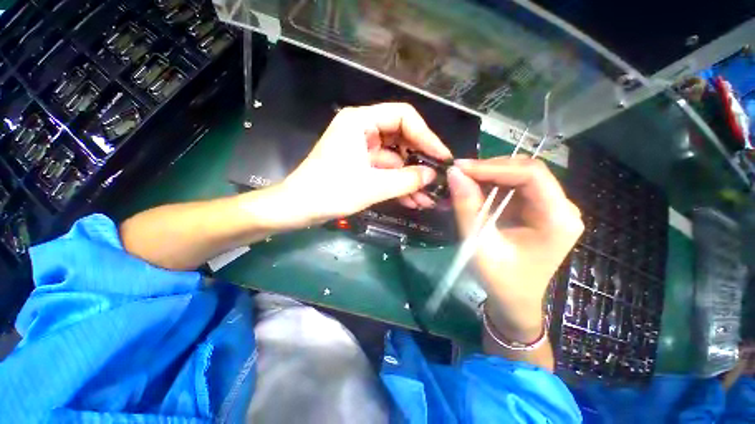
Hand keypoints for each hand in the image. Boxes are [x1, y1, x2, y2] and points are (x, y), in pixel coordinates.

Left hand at [278, 103, 451, 225]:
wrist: (297, 209)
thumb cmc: (329, 192)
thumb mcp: (371, 186)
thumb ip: (405, 180)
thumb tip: (433, 175)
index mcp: (360, 122)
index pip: (403, 117)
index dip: (426, 136)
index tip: (442, 157)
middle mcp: (362, 130)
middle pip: (402, 139)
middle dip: (419, 162)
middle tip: (438, 180)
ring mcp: (362, 149)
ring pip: (395, 160)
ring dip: (411, 179)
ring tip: (429, 198)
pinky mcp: (361, 166)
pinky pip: (386, 172)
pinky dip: (398, 185)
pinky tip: (414, 201)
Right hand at [447, 157, 583, 338]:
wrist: (514, 301)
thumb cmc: (500, 280)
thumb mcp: (479, 244)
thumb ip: (467, 207)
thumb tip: (454, 174)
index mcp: (558, 219)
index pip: (531, 174)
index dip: (494, 166)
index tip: (460, 168)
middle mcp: (561, 208)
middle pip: (526, 171)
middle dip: (489, 169)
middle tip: (458, 173)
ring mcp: (551, 208)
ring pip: (518, 177)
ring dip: (488, 177)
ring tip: (461, 181)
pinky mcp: (538, 211)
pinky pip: (514, 188)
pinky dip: (490, 186)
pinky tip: (473, 191)